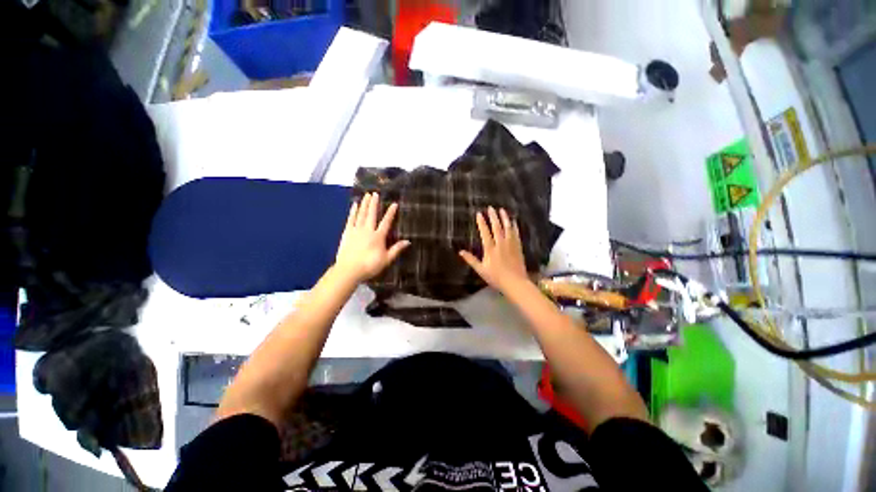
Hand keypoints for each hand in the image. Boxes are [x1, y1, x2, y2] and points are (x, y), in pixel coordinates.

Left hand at [334, 192, 409, 282]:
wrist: (349, 270)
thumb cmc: (370, 266)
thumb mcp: (386, 259)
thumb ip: (396, 249)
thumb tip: (408, 241)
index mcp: (378, 237)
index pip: (386, 222)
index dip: (391, 213)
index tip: (394, 204)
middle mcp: (368, 230)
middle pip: (372, 214)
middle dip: (374, 203)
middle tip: (375, 193)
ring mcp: (356, 230)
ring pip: (361, 214)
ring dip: (364, 204)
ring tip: (366, 195)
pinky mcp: (347, 233)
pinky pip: (351, 219)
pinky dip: (353, 211)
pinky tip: (355, 205)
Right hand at [459, 207, 528, 293]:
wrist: (515, 283)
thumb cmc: (496, 278)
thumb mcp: (481, 270)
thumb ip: (471, 260)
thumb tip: (460, 252)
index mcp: (490, 249)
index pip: (485, 232)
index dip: (482, 222)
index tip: (479, 214)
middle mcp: (500, 244)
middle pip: (496, 227)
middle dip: (493, 216)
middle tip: (491, 208)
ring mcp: (511, 244)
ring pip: (507, 228)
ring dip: (504, 218)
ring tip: (502, 210)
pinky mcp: (518, 247)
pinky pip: (516, 234)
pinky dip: (514, 226)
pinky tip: (513, 221)